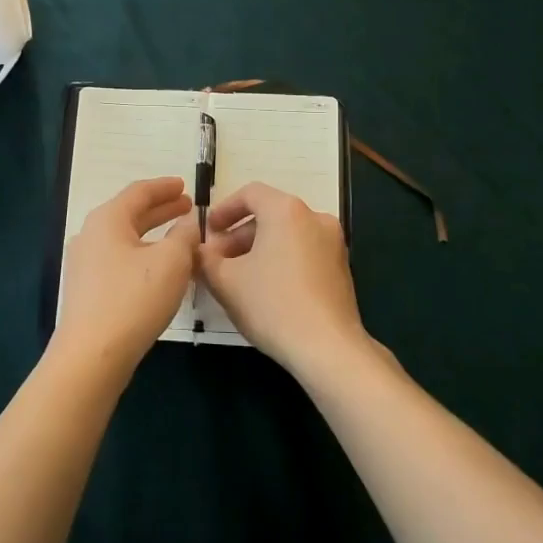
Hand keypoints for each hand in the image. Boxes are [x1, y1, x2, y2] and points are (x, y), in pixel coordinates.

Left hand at [53, 177, 199, 373]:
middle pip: (130, 213)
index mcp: (108, 219)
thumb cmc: (133, 299)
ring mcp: (85, 263)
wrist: (92, 355)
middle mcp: (91, 234)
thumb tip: (188, 223)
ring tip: (179, 239)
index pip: (139, 192)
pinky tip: (159, 270)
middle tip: (187, 208)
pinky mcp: (87, 290)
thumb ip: (185, 236)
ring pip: (125, 239)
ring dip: (153, 235)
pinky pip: (119, 260)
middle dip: (161, 210)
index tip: (186, 186)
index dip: (165, 187)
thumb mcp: (171, 262)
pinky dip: (142, 255)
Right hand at [199, 181, 370, 383]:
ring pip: (286, 235)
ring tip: (237, 279)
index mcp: (286, 210)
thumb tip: (201, 251)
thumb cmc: (272, 305)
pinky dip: (280, 261)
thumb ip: (206, 258)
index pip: (250, 193)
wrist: (328, 349)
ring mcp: (333, 243)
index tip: (208, 231)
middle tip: (217, 261)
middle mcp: (314, 217)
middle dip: (238, 236)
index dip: (224, 209)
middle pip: (269, 215)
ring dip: (258, 250)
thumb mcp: (225, 281)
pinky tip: (265, 290)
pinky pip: (303, 252)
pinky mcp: (341, 268)